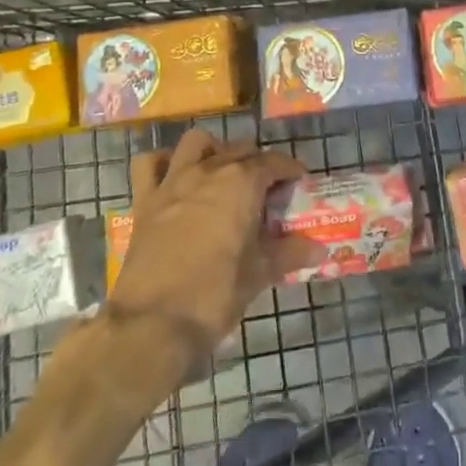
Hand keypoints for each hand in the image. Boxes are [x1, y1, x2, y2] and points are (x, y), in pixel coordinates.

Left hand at [106, 129, 318, 369]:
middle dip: (257, 162)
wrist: (153, 323)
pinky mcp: (145, 200)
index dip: (289, 170)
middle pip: (240, 149)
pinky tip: (175, 177)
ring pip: (197, 143)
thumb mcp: (260, 273)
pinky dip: (164, 162)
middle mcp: (209, 170)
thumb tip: (320, 251)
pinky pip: (150, 164)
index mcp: (243, 183)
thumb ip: (290, 254)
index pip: (274, 162)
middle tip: (266, 189)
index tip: (298, 182)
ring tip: (222, 173)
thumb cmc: (215, 294)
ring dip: (213, 150)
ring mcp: (174, 181)